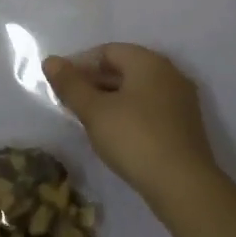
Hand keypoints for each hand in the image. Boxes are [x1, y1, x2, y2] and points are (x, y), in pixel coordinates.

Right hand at [42, 44, 220, 211]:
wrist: (183, 185)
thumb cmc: (134, 138)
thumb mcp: (95, 111)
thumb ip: (71, 84)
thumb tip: (51, 61)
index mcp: (149, 62)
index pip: (108, 50)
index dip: (80, 64)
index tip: (60, 84)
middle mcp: (169, 73)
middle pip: (124, 68)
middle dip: (94, 82)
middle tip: (70, 102)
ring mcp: (181, 100)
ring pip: (137, 90)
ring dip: (110, 99)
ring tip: (87, 119)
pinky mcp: (184, 125)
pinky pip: (149, 108)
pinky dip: (128, 113)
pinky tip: (114, 133)